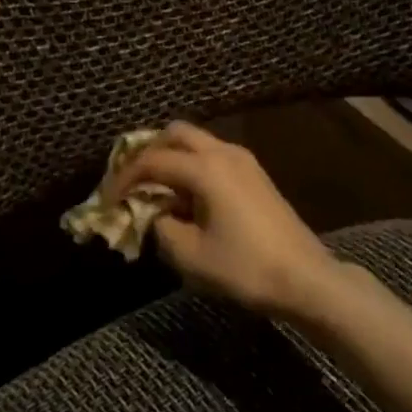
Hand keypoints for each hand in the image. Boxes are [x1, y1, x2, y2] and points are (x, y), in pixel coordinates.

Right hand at [108, 122, 343, 317]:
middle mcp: (225, 153)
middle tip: (130, 180)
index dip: (123, 178)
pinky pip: (213, 155)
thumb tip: (155, 213)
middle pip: (176, 133)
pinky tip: (184, 195)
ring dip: (171, 157)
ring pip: (197, 141)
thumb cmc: (244, 267)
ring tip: (154, 189)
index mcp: (206, 168)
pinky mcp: (255, 174)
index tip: (106, 200)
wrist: (304, 278)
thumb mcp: (189, 255)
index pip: (152, 161)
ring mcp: (244, 160)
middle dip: (148, 152)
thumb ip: (160, 226)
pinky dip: (192, 165)